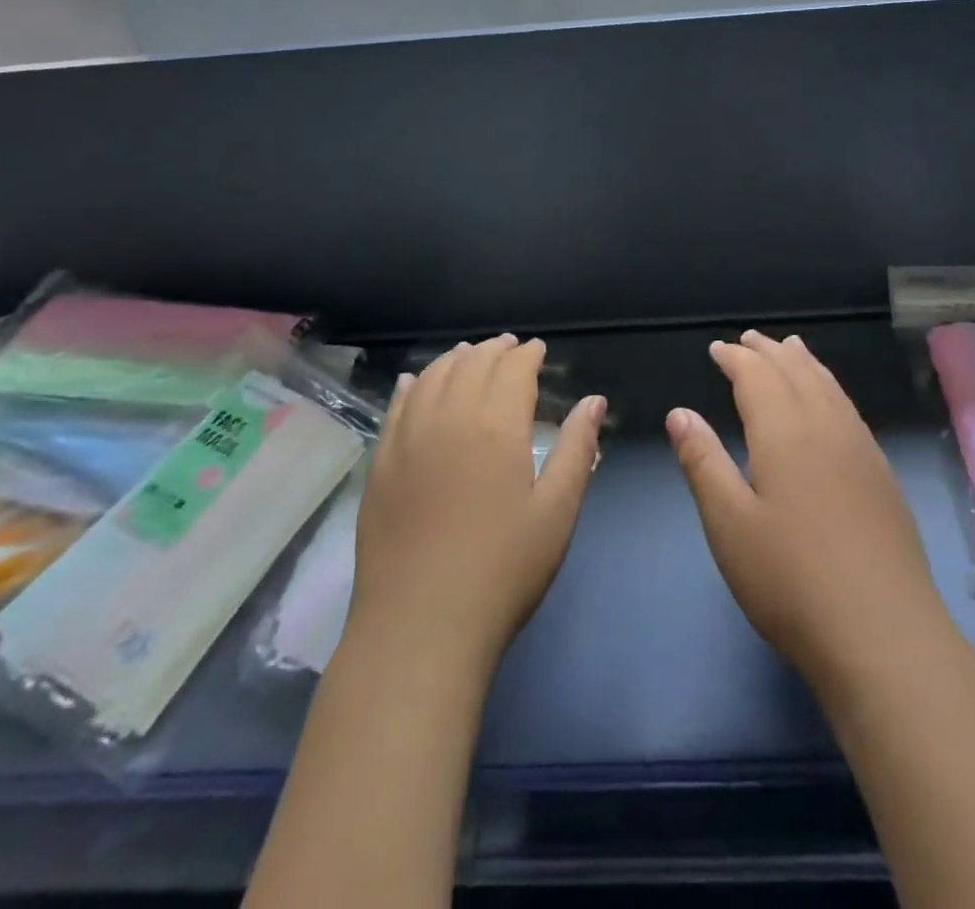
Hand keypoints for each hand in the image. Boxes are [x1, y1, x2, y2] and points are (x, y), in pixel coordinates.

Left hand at [349, 335, 604, 676]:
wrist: (420, 628)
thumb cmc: (502, 570)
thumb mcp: (556, 511)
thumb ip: (576, 448)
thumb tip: (595, 400)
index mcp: (496, 425)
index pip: (512, 369)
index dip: (527, 354)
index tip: (538, 349)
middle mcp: (448, 418)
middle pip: (471, 365)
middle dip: (494, 350)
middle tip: (509, 347)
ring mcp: (407, 439)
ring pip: (432, 377)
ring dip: (454, 359)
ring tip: (469, 354)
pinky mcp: (380, 465)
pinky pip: (396, 407)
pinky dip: (412, 385)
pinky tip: (416, 380)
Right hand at [667, 330, 950, 696]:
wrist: (883, 634)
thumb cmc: (790, 581)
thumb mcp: (728, 524)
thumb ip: (703, 462)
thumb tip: (679, 412)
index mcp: (785, 432)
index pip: (757, 376)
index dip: (735, 358)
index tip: (717, 348)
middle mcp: (826, 427)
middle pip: (796, 371)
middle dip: (769, 351)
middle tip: (748, 339)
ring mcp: (860, 449)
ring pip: (829, 386)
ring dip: (804, 362)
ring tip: (791, 347)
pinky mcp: (881, 474)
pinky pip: (849, 408)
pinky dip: (830, 387)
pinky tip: (829, 400)